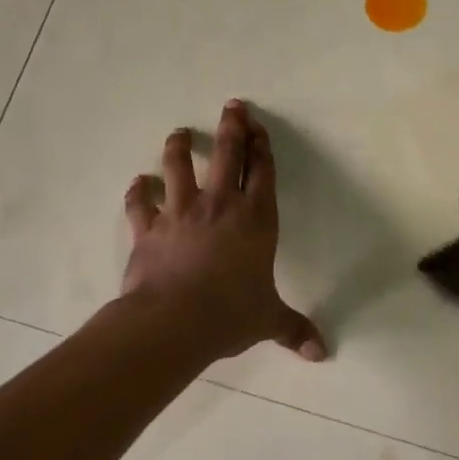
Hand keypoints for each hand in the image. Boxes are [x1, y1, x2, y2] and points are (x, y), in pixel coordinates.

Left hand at [121, 101, 325, 364]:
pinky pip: (140, 203)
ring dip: (178, 146)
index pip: (262, 172)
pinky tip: (137, 183)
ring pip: (178, 167)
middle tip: (232, 106)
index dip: (262, 146)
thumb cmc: (230, 313)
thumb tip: (321, 353)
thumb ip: (294, 330)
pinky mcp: (148, 228)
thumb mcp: (268, 320)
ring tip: (179, 132)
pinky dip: (137, 191)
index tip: (258, 126)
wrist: (174, 322)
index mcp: (256, 219)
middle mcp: (220, 206)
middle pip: (226, 155)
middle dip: (231, 127)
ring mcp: (181, 213)